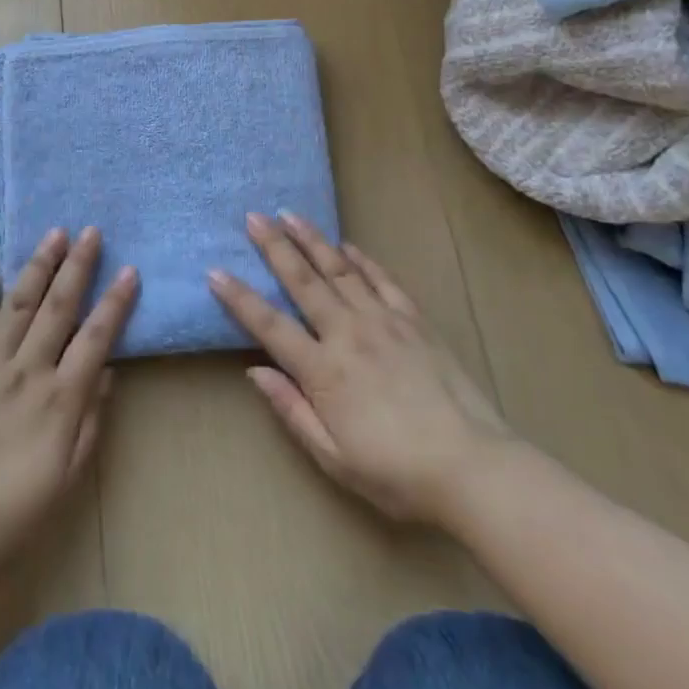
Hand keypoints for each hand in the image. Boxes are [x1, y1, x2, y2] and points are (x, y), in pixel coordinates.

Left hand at [0, 227, 138, 580]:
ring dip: (37, 266)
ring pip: (17, 303)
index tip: (130, 270)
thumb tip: (107, 370)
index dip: (115, 301)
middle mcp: (25, 371)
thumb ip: (91, 419)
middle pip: (58, 307)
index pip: (96, 336)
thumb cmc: (14, 512)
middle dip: (77, 266)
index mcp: (59, 399)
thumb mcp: (68, 474)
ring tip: (53, 234)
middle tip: (91, 231)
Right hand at [208, 211, 512, 527]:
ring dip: (312, 240)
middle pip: (303, 281)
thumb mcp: (333, 456)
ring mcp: (384, 321)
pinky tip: (347, 245)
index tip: (216, 271)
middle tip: (253, 217)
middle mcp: (348, 333)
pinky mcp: (414, 320)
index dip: (239, 297)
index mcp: (324, 369)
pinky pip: (383, 281)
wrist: (473, 467)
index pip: (270, 324)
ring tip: (290, 215)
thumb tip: (255, 371)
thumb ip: (292, 409)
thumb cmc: (396, 473)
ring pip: (340, 270)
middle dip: (274, 247)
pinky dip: (363, 260)